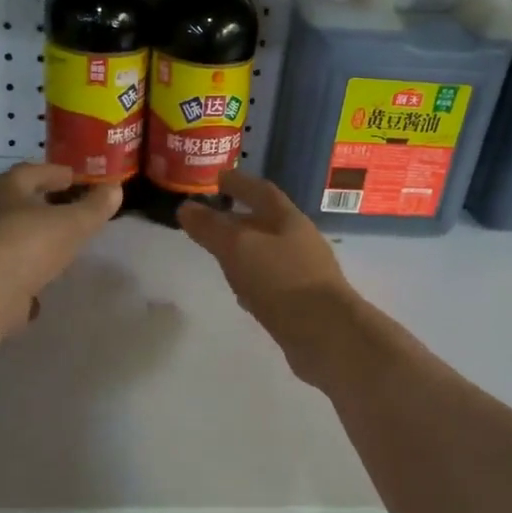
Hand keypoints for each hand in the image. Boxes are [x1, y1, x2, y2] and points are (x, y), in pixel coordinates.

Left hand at [0, 164, 120, 332]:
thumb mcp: (71, 224)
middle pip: (11, 202)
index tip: (73, 178)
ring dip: (24, 239)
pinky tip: (35, 287)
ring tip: (49, 248)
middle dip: (35, 205)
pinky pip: (0, 269)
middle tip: (59, 210)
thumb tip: (114, 189)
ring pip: (2, 236)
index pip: (30, 172)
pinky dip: (17, 274)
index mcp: (2, 189)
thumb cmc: (26, 243)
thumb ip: (94, 208)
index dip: (54, 174)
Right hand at [177, 170, 359, 375]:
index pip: (261, 191)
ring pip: (268, 253)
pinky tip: (241, 291)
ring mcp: (304, 273)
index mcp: (288, 220)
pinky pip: (272, 282)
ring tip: (220, 254)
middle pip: (266, 222)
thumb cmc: (281, 281)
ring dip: (245, 250)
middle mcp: (300, 242)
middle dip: (239, 218)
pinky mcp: (302, 302)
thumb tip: (186, 208)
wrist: (326, 334)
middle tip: (211, 219)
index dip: (239, 182)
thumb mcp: (238, 248)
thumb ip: (211, 227)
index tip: (217, 178)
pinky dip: (253, 279)